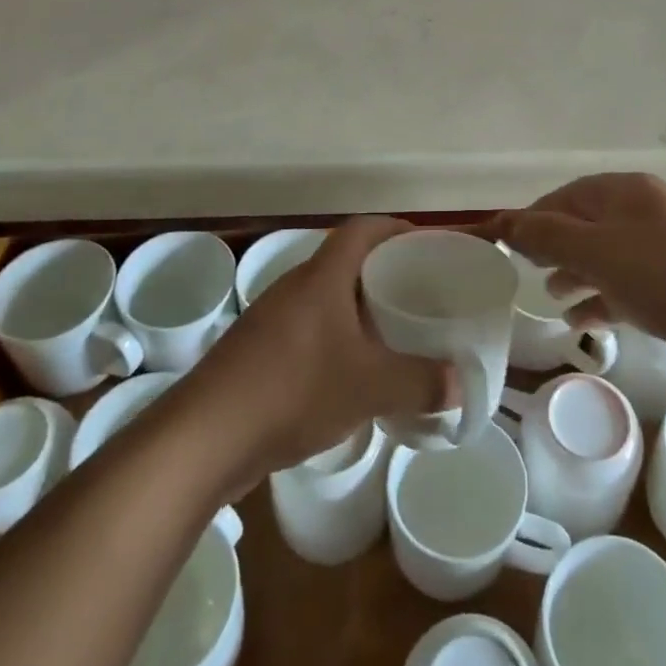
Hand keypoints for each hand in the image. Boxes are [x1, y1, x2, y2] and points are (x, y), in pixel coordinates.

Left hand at [190, 217, 453, 482]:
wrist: (204, 436)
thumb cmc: (293, 389)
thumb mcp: (370, 387)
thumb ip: (421, 382)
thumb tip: (460, 383)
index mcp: (323, 276)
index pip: (363, 229)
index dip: (396, 228)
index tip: (425, 244)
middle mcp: (295, 286)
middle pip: (346, 261)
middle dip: (383, 272)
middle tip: (418, 293)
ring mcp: (271, 319)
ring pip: (326, 298)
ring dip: (357, 309)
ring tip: (391, 333)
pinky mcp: (256, 351)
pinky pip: (307, 329)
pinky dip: (335, 338)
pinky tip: (349, 374)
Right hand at [485, 173, 665, 401]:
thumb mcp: (598, 252)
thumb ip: (547, 236)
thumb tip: (504, 220)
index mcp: (630, 192)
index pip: (569, 195)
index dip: (534, 217)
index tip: (505, 244)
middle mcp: (650, 212)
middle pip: (590, 224)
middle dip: (556, 246)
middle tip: (526, 271)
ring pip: (611, 257)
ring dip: (578, 274)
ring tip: (552, 297)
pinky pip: (634, 286)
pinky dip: (606, 299)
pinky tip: (587, 322)